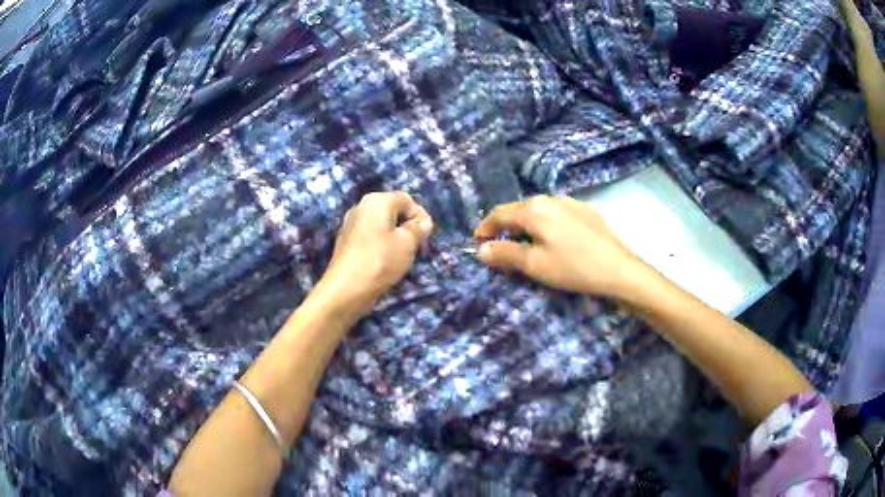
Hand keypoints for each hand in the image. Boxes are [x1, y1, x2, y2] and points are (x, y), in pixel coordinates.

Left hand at [315, 192, 433, 319]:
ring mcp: (350, 224)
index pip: (407, 200)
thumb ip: (419, 228)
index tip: (425, 238)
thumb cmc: (380, 261)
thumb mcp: (408, 243)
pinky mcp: (346, 241)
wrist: (346, 289)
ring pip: (381, 225)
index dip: (420, 217)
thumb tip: (422, 223)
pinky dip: (381, 246)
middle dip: (407, 228)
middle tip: (416, 248)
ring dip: (395, 238)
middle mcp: (361, 206)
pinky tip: (384, 263)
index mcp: (377, 201)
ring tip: (401, 258)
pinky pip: (370, 237)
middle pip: (393, 211)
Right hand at [474, 195, 644, 297]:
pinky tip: (553, 240)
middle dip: (505, 226)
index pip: (499, 213)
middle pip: (519, 209)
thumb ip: (505, 254)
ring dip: (526, 225)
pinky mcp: (586, 210)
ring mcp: (571, 202)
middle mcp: (550, 198)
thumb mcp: (534, 265)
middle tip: (500, 247)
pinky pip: (557, 213)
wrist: (619, 269)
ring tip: (525, 244)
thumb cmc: (573, 268)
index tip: (477, 243)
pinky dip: (546, 225)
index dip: (485, 228)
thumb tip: (481, 249)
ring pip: (539, 211)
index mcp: (534, 209)